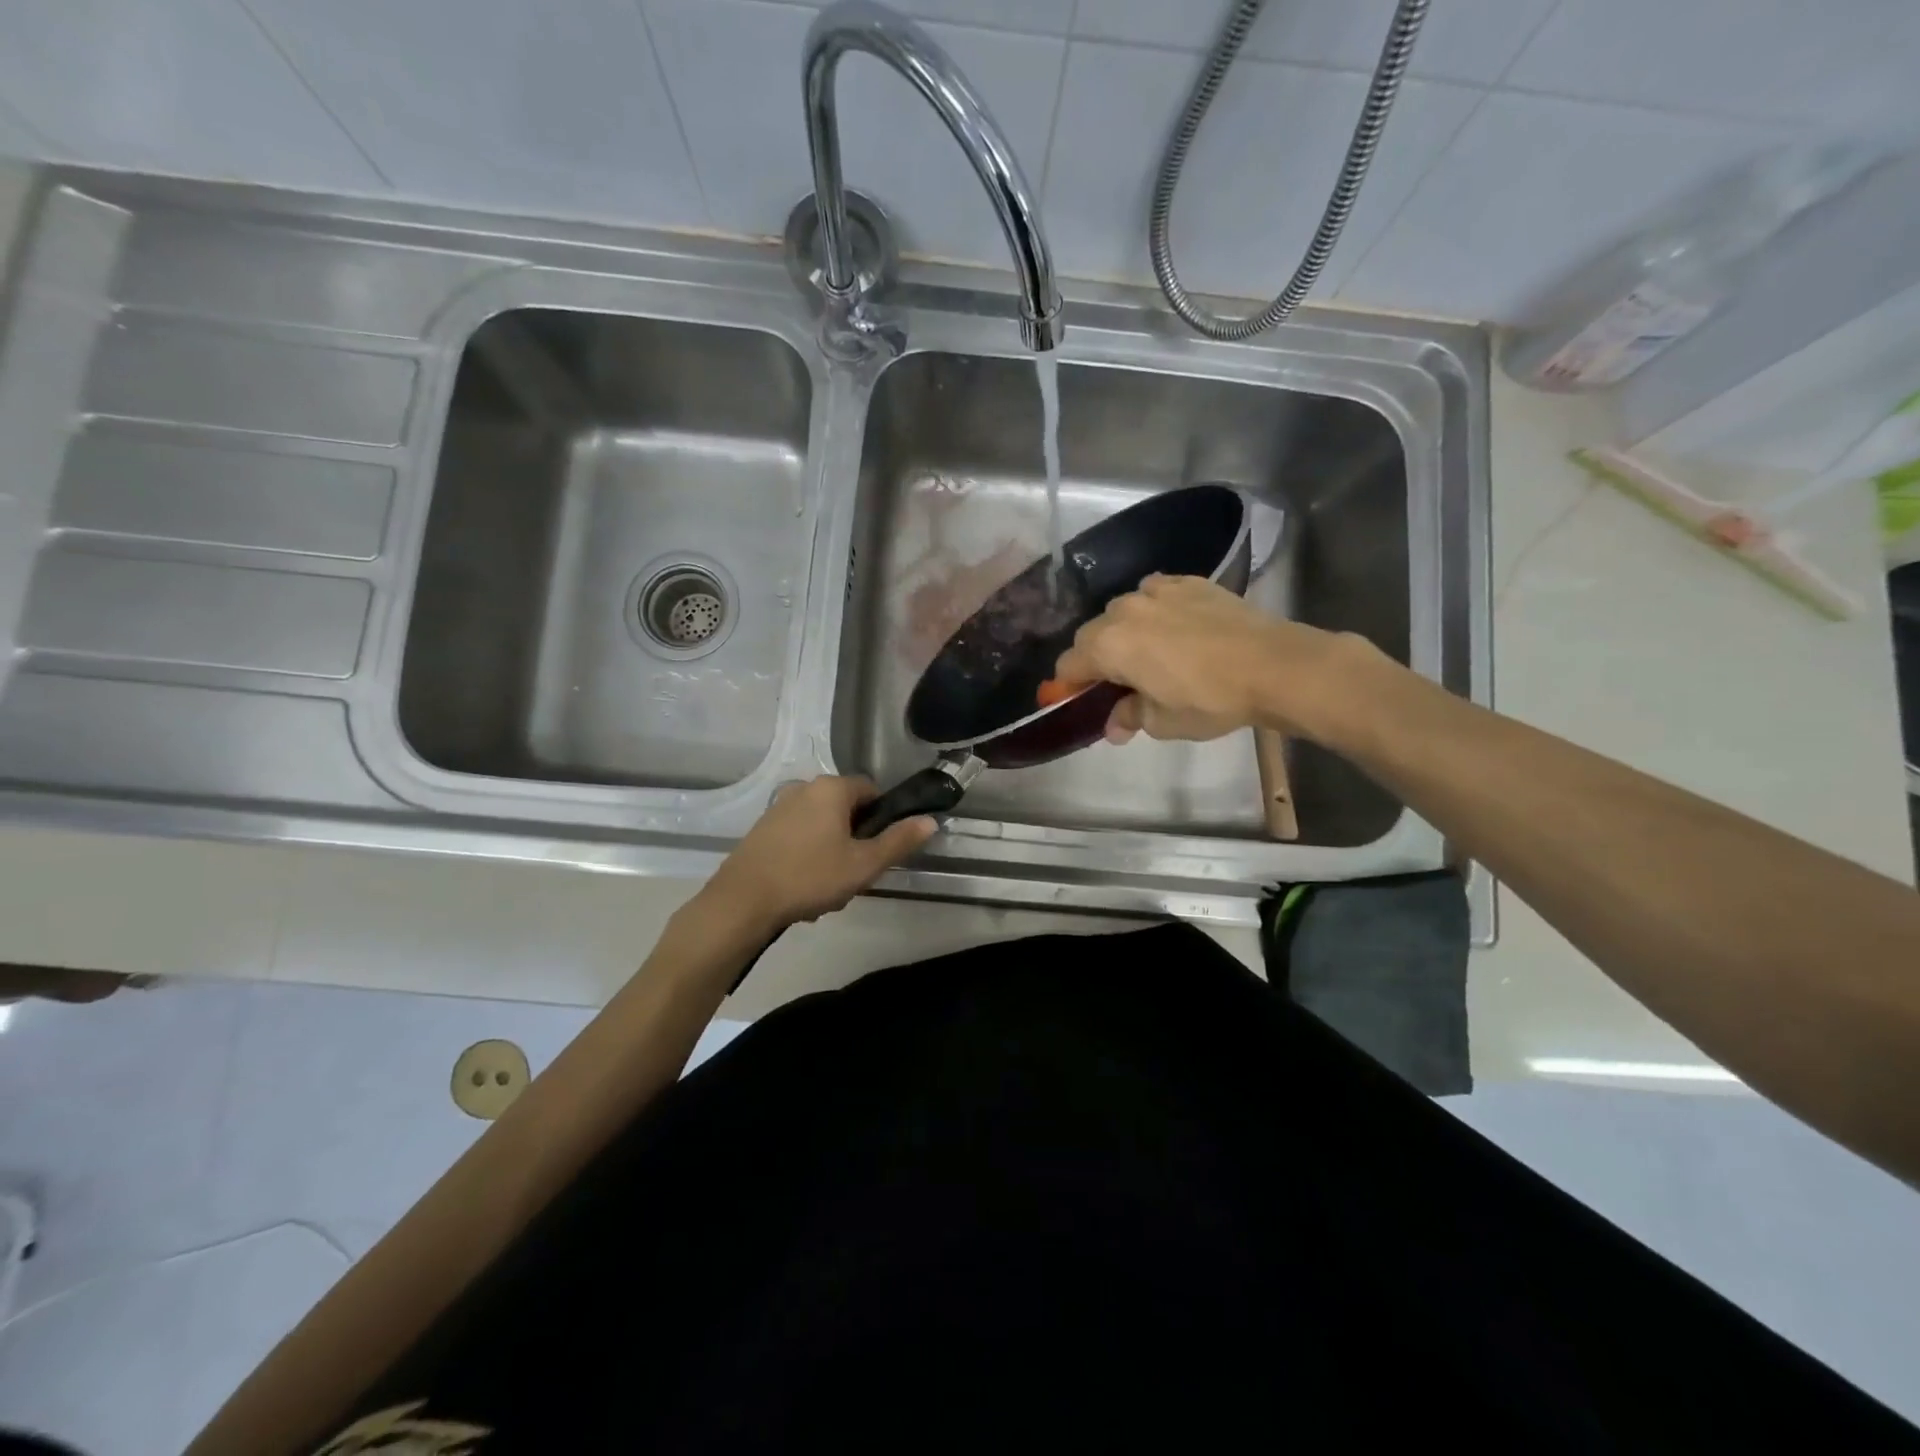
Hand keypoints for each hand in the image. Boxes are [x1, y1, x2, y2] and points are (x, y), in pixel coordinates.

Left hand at [703, 776, 935, 934]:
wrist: (743, 901)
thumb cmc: (810, 877)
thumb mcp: (864, 864)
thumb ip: (899, 841)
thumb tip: (930, 821)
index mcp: (831, 789)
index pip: (871, 790)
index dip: (882, 819)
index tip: (878, 850)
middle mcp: (804, 788)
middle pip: (845, 809)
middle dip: (855, 840)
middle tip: (855, 873)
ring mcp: (779, 807)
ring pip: (822, 826)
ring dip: (832, 852)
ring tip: (828, 887)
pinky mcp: (762, 829)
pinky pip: (799, 836)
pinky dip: (808, 856)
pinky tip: (803, 887)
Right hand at [1051, 574, 1367, 743]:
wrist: (1273, 665)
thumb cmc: (1209, 700)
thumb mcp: (1163, 722)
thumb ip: (1129, 717)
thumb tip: (1114, 726)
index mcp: (1109, 646)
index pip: (1069, 665)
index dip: (1069, 687)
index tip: (1081, 701)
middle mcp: (1123, 611)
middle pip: (1092, 635)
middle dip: (1097, 659)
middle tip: (1120, 683)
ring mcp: (1157, 591)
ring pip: (1123, 611)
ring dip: (1126, 632)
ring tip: (1151, 653)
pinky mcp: (1188, 582)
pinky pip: (1156, 593)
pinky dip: (1155, 610)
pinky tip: (1176, 628)